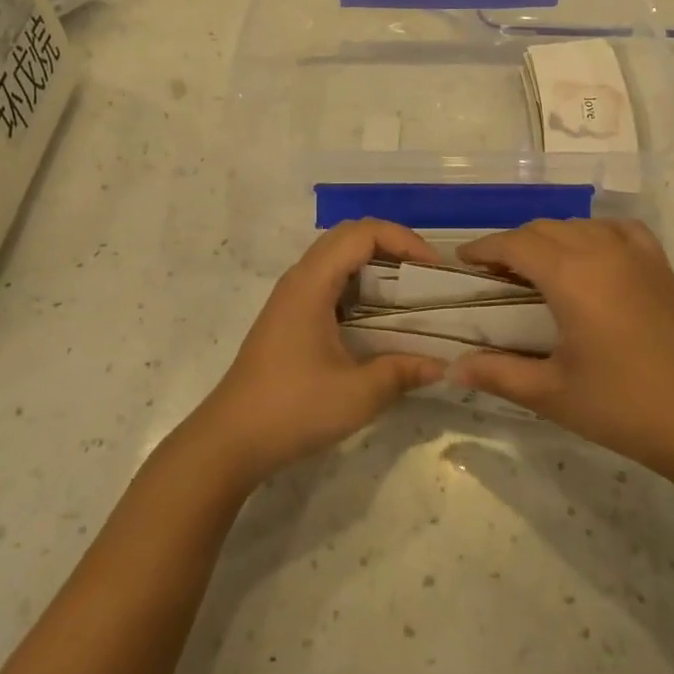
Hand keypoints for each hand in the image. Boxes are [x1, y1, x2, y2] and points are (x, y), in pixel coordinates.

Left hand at [185, 220, 446, 489]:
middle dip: (392, 244)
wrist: (230, 440)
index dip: (403, 239)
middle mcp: (299, 278)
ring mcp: (291, 296)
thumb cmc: (292, 409)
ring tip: (408, 288)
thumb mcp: (357, 395)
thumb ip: (402, 372)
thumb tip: (443, 364)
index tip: (433, 268)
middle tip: (424, 273)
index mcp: (312, 283)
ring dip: (374, 261)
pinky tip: (377, 314)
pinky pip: (328, 278)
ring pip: (336, 255)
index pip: (362, 234)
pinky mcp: (289, 315)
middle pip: (349, 235)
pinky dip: (358, 281)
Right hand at [450, 220, 673, 483]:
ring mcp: (636, 253)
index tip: (462, 263)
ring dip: (550, 238)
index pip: (514, 244)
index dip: (484, 249)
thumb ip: (497, 373)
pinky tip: (591, 257)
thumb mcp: (551, 394)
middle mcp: (601, 250)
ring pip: (579, 225)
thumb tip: (452, 368)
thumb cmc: (623, 407)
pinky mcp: (660, 264)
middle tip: (494, 275)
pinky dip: (593, 234)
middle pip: (543, 228)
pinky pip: (617, 229)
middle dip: (512, 244)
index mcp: (571, 276)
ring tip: (537, 269)